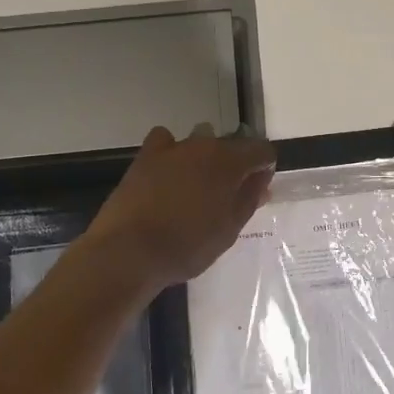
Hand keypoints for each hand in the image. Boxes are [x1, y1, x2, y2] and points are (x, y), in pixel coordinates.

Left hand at [84, 126, 275, 290]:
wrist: (128, 251)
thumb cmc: (187, 246)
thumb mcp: (228, 230)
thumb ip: (249, 199)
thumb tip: (262, 178)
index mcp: (231, 162)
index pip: (262, 150)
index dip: (265, 166)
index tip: (258, 188)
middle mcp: (204, 145)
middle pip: (230, 145)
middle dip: (235, 165)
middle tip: (228, 196)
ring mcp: (173, 148)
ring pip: (200, 142)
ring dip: (205, 159)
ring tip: (197, 188)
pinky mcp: (145, 156)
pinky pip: (165, 142)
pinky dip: (172, 151)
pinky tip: (168, 172)